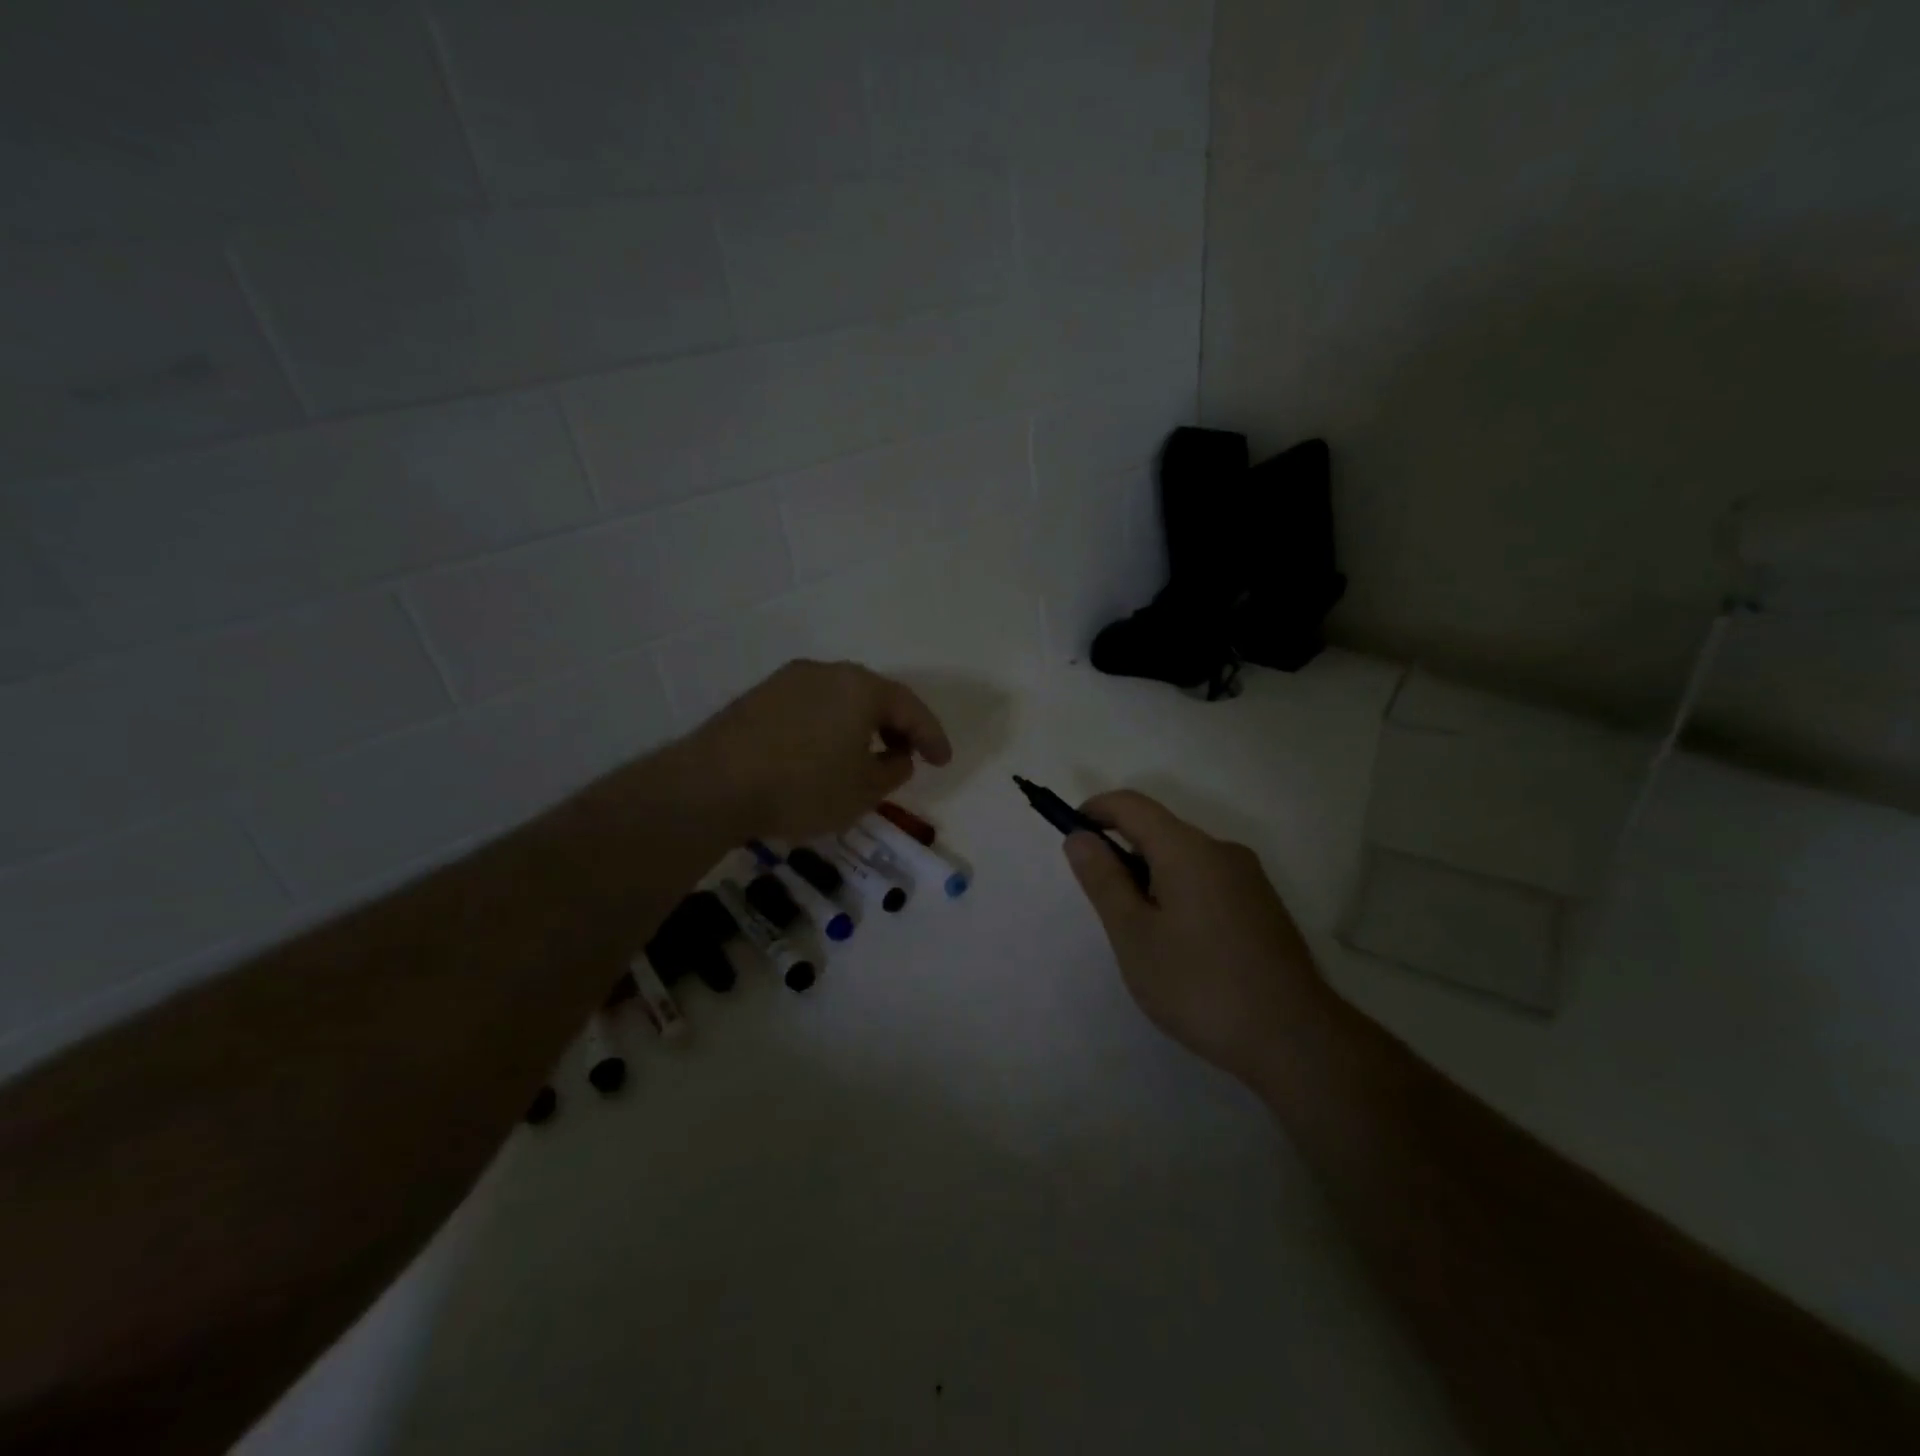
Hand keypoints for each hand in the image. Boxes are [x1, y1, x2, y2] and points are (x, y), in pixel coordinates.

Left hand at [681, 660, 951, 842]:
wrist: (713, 785)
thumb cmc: (803, 787)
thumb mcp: (863, 790)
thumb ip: (893, 771)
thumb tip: (898, 756)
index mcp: (861, 687)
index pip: (910, 708)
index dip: (932, 737)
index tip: (943, 762)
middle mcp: (827, 672)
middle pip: (874, 697)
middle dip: (894, 728)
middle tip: (905, 756)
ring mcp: (788, 680)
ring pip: (839, 701)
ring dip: (859, 727)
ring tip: (863, 758)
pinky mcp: (758, 697)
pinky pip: (809, 708)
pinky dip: (827, 729)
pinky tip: (821, 756)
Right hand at [1064, 791, 1327, 1086]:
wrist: (1294, 1039)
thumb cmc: (1199, 984)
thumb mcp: (1134, 935)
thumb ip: (1104, 880)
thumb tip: (1080, 836)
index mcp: (1188, 849)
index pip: (1132, 804)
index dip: (1095, 811)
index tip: (1073, 840)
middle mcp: (1222, 851)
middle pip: (1160, 831)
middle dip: (1123, 855)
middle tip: (1109, 912)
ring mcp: (1249, 878)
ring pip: (1184, 859)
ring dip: (1152, 879)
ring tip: (1145, 939)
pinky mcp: (1263, 906)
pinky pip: (1208, 881)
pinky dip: (1180, 895)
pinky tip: (1183, 949)